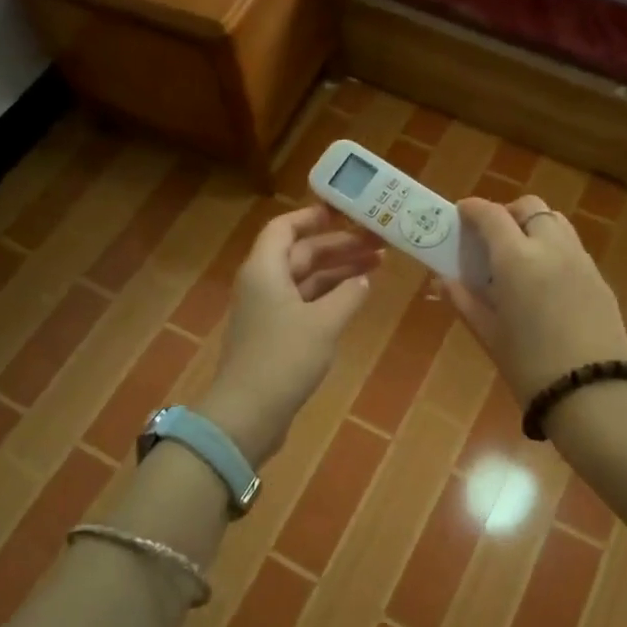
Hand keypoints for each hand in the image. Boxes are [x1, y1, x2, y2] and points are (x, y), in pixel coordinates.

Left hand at [199, 205, 380, 462]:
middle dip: (339, 246)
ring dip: (338, 271)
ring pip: (306, 278)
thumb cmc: (284, 359)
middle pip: (301, 252)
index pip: (285, 227)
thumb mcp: (323, 323)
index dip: (314, 217)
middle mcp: (263, 283)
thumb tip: (363, 279)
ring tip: (378, 265)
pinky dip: (330, 295)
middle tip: (379, 242)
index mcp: (265, 269)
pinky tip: (356, 296)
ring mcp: (268, 310)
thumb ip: (347, 296)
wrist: (248, 414)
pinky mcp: (275, 335)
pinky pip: (305, 302)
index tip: (346, 213)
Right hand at [446, 195, 626, 404]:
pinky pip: (572, 247)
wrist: (592, 395)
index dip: (473, 209)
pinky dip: (553, 248)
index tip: (460, 213)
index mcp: (517, 260)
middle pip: (529, 207)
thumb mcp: (489, 335)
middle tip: (491, 239)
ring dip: (533, 226)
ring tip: (519, 257)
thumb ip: (464, 300)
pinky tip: (545, 282)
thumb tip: (443, 280)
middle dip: (507, 213)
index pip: (491, 215)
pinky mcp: (600, 278)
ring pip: (555, 222)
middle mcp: (551, 248)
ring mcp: (581, 261)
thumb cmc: (529, 367)